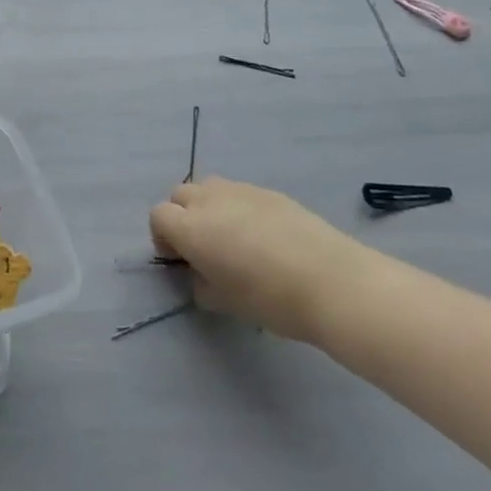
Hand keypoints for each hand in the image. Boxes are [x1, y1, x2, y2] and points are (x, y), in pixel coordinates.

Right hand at [150, 177, 372, 343]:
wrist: (332, 282)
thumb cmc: (270, 299)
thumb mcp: (225, 302)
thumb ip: (202, 285)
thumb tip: (202, 275)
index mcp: (191, 228)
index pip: (158, 216)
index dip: (164, 237)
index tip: (181, 260)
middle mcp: (210, 201)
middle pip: (180, 194)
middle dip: (183, 216)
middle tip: (203, 247)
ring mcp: (241, 191)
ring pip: (210, 188)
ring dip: (209, 207)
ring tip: (231, 237)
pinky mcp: (270, 192)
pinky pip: (240, 193)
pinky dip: (239, 208)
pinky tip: (264, 236)